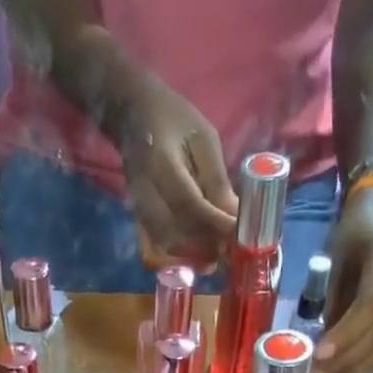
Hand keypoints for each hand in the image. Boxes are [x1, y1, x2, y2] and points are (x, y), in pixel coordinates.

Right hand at [115, 78, 238, 270]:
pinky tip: (199, 255)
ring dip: (194, 255)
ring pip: (166, 246)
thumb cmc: (175, 121)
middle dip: (205, 246)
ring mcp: (137, 210)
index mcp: (161, 163)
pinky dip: (180, 256)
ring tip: (218, 255)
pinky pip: (158, 249)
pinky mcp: (138, 220)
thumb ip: (217, 180)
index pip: (189, 203)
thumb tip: (235, 219)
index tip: (239, 234)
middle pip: (174, 234)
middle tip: (230, 250)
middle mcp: (144, 192)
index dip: (215, 223)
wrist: (134, 117)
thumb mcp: (204, 139)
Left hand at [316, 188, 372, 372]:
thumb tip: (314, 339)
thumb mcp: (333, 256)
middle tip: (319, 372)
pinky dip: (366, 365)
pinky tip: (345, 371)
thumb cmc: (352, 237)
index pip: (372, 304)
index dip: (347, 333)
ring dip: (356, 366)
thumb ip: (327, 296)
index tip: (320, 353)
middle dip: (348, 356)